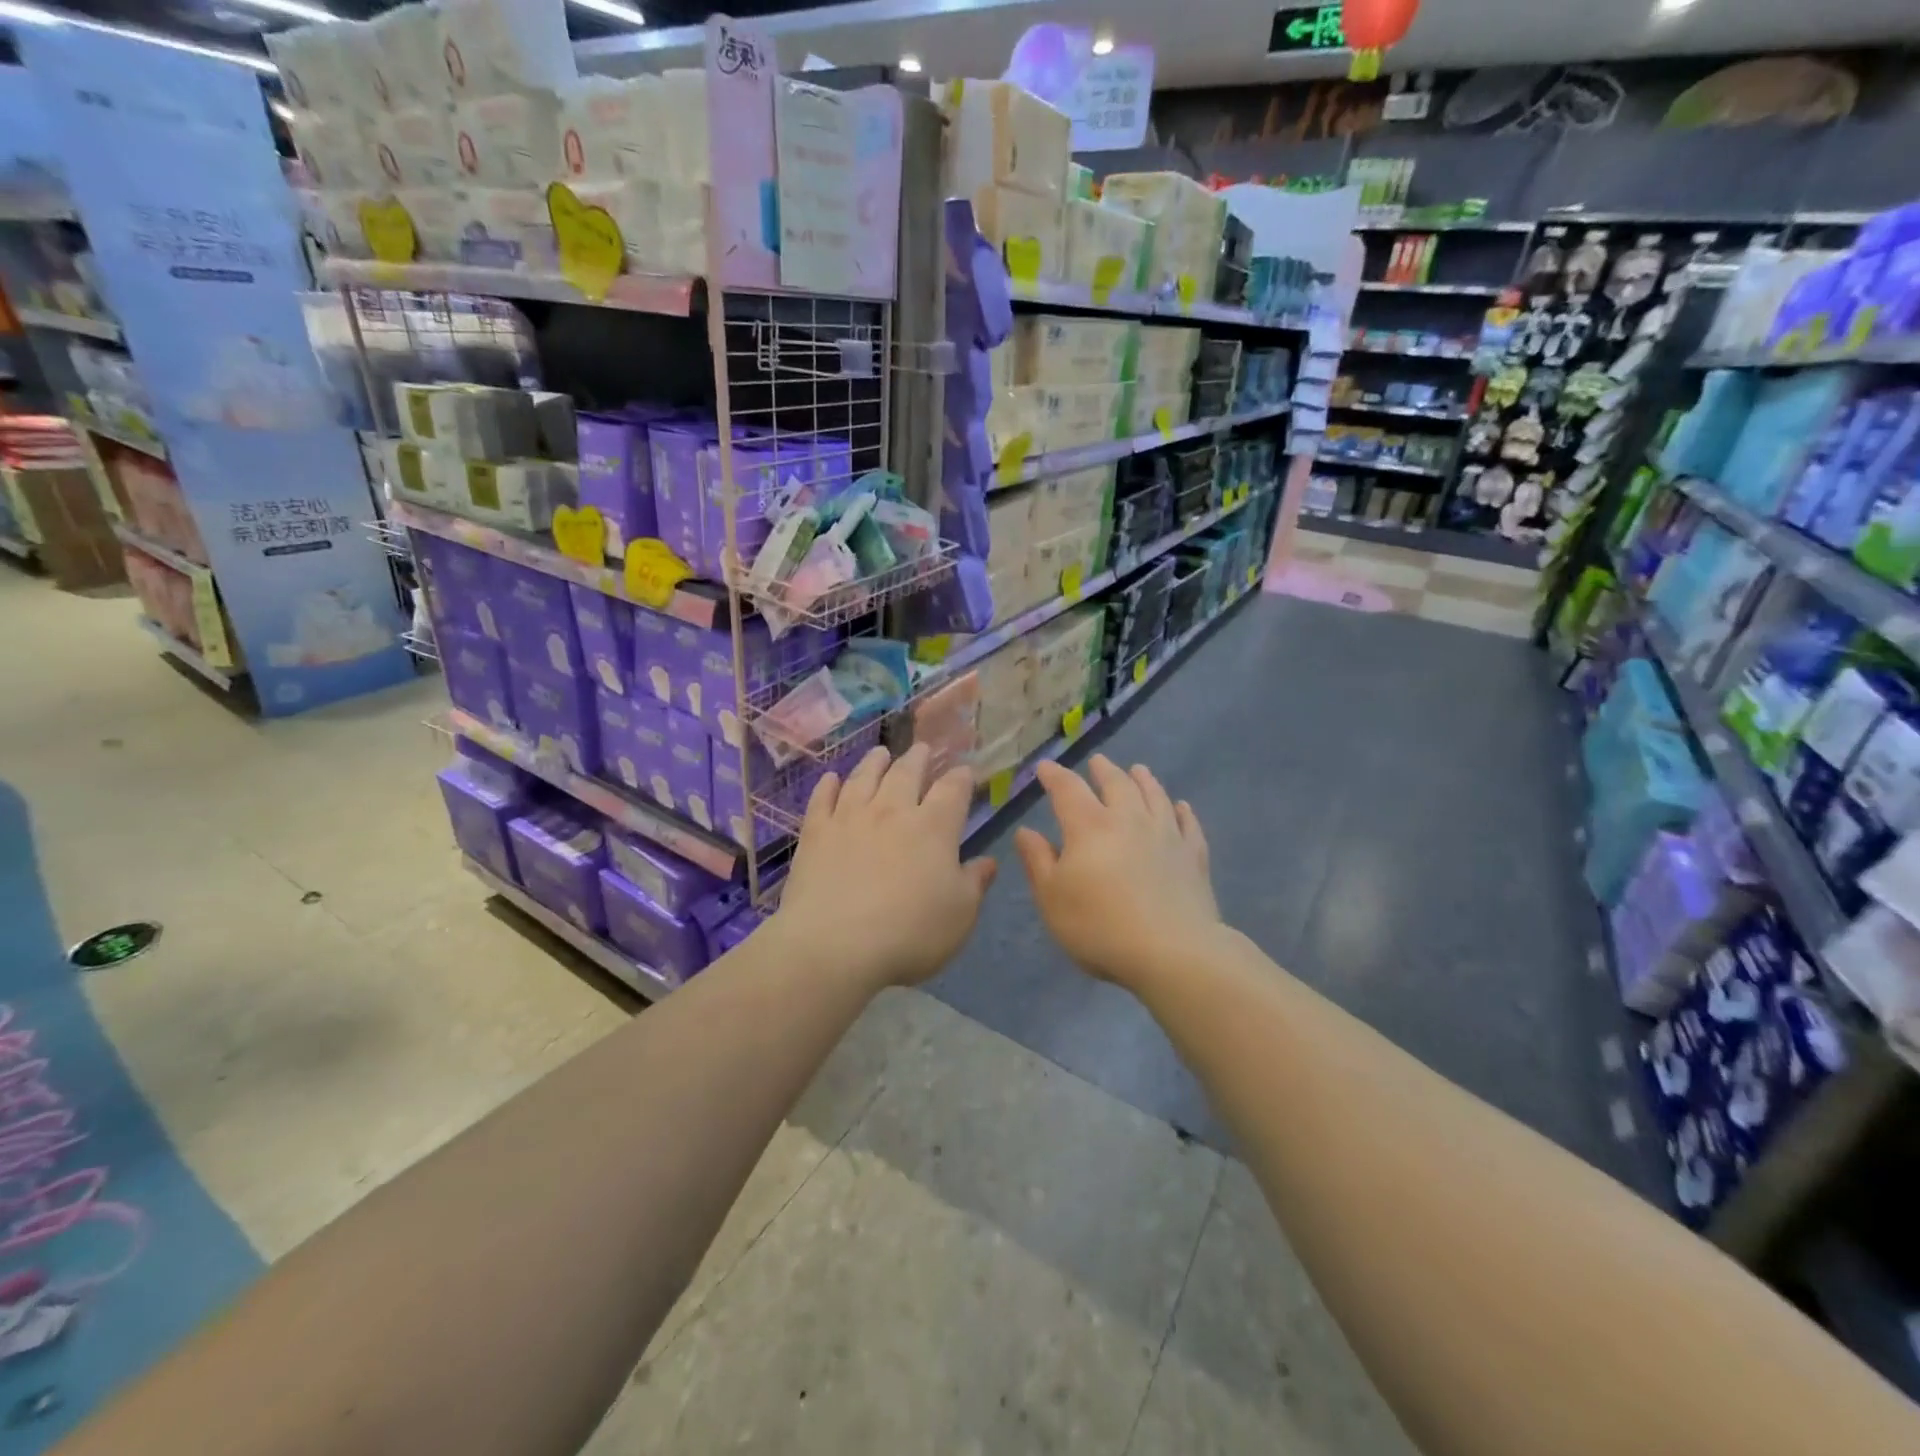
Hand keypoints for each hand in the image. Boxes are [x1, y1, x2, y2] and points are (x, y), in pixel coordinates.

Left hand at [771, 743, 997, 990]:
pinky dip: (828, 786)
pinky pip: (822, 799)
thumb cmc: (909, 933)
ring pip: (864, 778)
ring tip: (881, 752)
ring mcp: (849, 818)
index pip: (953, 790)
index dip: (962, 777)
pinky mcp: (815, 833)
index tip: (966, 771)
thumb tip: (987, 861)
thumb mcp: (960, 915)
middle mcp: (892, 811)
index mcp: (933, 827)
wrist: (834, 945)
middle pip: (907, 773)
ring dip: (875, 762)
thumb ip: (974, 883)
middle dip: (918, 758)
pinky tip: (831, 779)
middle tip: (922, 748)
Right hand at [1014, 755, 1219, 989]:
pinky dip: (1183, 811)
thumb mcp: (1052, 898)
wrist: (1172, 952)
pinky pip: (1189, 825)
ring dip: (1144, 780)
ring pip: (1155, 796)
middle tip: (1097, 762)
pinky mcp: (1194, 856)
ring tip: (1139, 769)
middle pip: (1117, 784)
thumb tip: (1025, 831)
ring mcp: (1166, 835)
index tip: (1045, 767)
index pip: (1067, 789)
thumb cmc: (1100, 927)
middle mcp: (1129, 819)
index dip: (1054, 775)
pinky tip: (1181, 807)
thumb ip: (1038, 861)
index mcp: (1089, 826)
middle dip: (1103, 770)